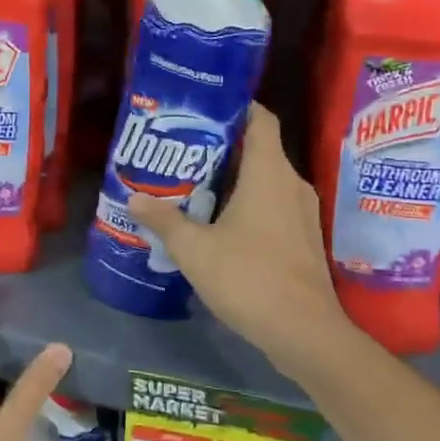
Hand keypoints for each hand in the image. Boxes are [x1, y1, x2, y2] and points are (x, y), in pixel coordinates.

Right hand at [127, 103, 348, 385]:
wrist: (305, 333)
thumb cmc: (249, 277)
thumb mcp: (194, 249)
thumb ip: (164, 220)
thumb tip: (134, 198)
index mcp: (269, 173)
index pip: (260, 119)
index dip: (235, 107)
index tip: (202, 109)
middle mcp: (291, 184)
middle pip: (259, 149)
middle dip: (222, 147)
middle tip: (183, 151)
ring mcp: (302, 213)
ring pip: (266, 180)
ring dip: (233, 179)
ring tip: (193, 185)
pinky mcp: (303, 239)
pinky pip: (273, 206)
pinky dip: (247, 204)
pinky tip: (218, 223)